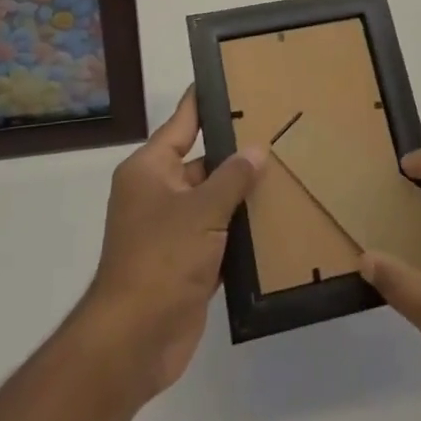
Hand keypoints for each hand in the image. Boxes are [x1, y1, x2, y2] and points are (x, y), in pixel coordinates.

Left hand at [77, 87, 264, 403]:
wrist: (134, 341)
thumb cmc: (161, 259)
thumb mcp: (201, 211)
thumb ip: (232, 178)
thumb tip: (256, 150)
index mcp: (151, 169)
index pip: (183, 122)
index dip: (205, 101)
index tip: (230, 78)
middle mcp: (158, 193)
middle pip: (203, 161)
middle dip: (236, 152)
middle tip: (279, 129)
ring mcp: (172, 230)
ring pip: (213, 200)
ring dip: (242, 194)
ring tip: (287, 170)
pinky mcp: (186, 263)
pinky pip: (218, 235)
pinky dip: (240, 230)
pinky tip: (276, 220)